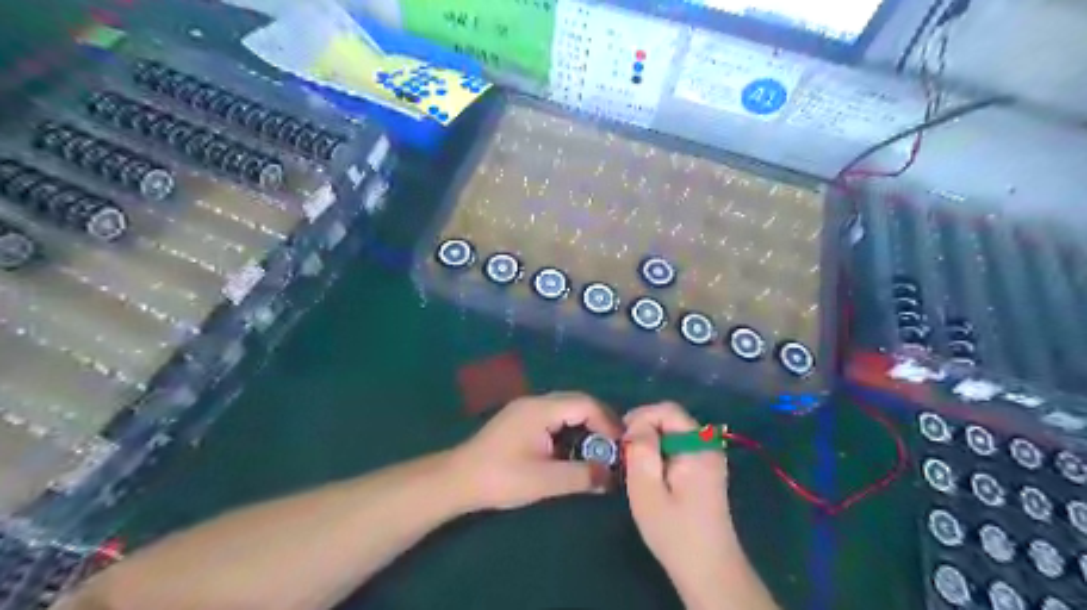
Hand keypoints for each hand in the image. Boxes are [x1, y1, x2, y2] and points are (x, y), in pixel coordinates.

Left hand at [451, 390, 618, 509]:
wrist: (458, 480)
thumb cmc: (501, 478)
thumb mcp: (545, 481)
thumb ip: (582, 476)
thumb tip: (611, 477)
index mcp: (541, 409)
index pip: (585, 403)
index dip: (607, 421)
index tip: (620, 445)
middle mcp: (535, 402)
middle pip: (577, 402)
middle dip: (599, 421)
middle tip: (614, 446)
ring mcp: (525, 409)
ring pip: (565, 408)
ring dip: (584, 426)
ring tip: (598, 450)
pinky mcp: (520, 420)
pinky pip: (553, 417)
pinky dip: (570, 429)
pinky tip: (572, 449)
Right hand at [625, 402, 742, 607]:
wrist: (708, 569)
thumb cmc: (674, 531)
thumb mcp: (647, 490)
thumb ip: (641, 450)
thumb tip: (637, 424)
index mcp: (698, 446)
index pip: (667, 410)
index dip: (640, 416)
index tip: (621, 440)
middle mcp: (708, 445)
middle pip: (671, 418)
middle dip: (644, 428)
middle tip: (624, 453)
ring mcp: (709, 456)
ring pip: (673, 431)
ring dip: (650, 440)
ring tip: (634, 463)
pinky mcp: (705, 468)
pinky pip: (678, 445)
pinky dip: (660, 450)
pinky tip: (650, 472)